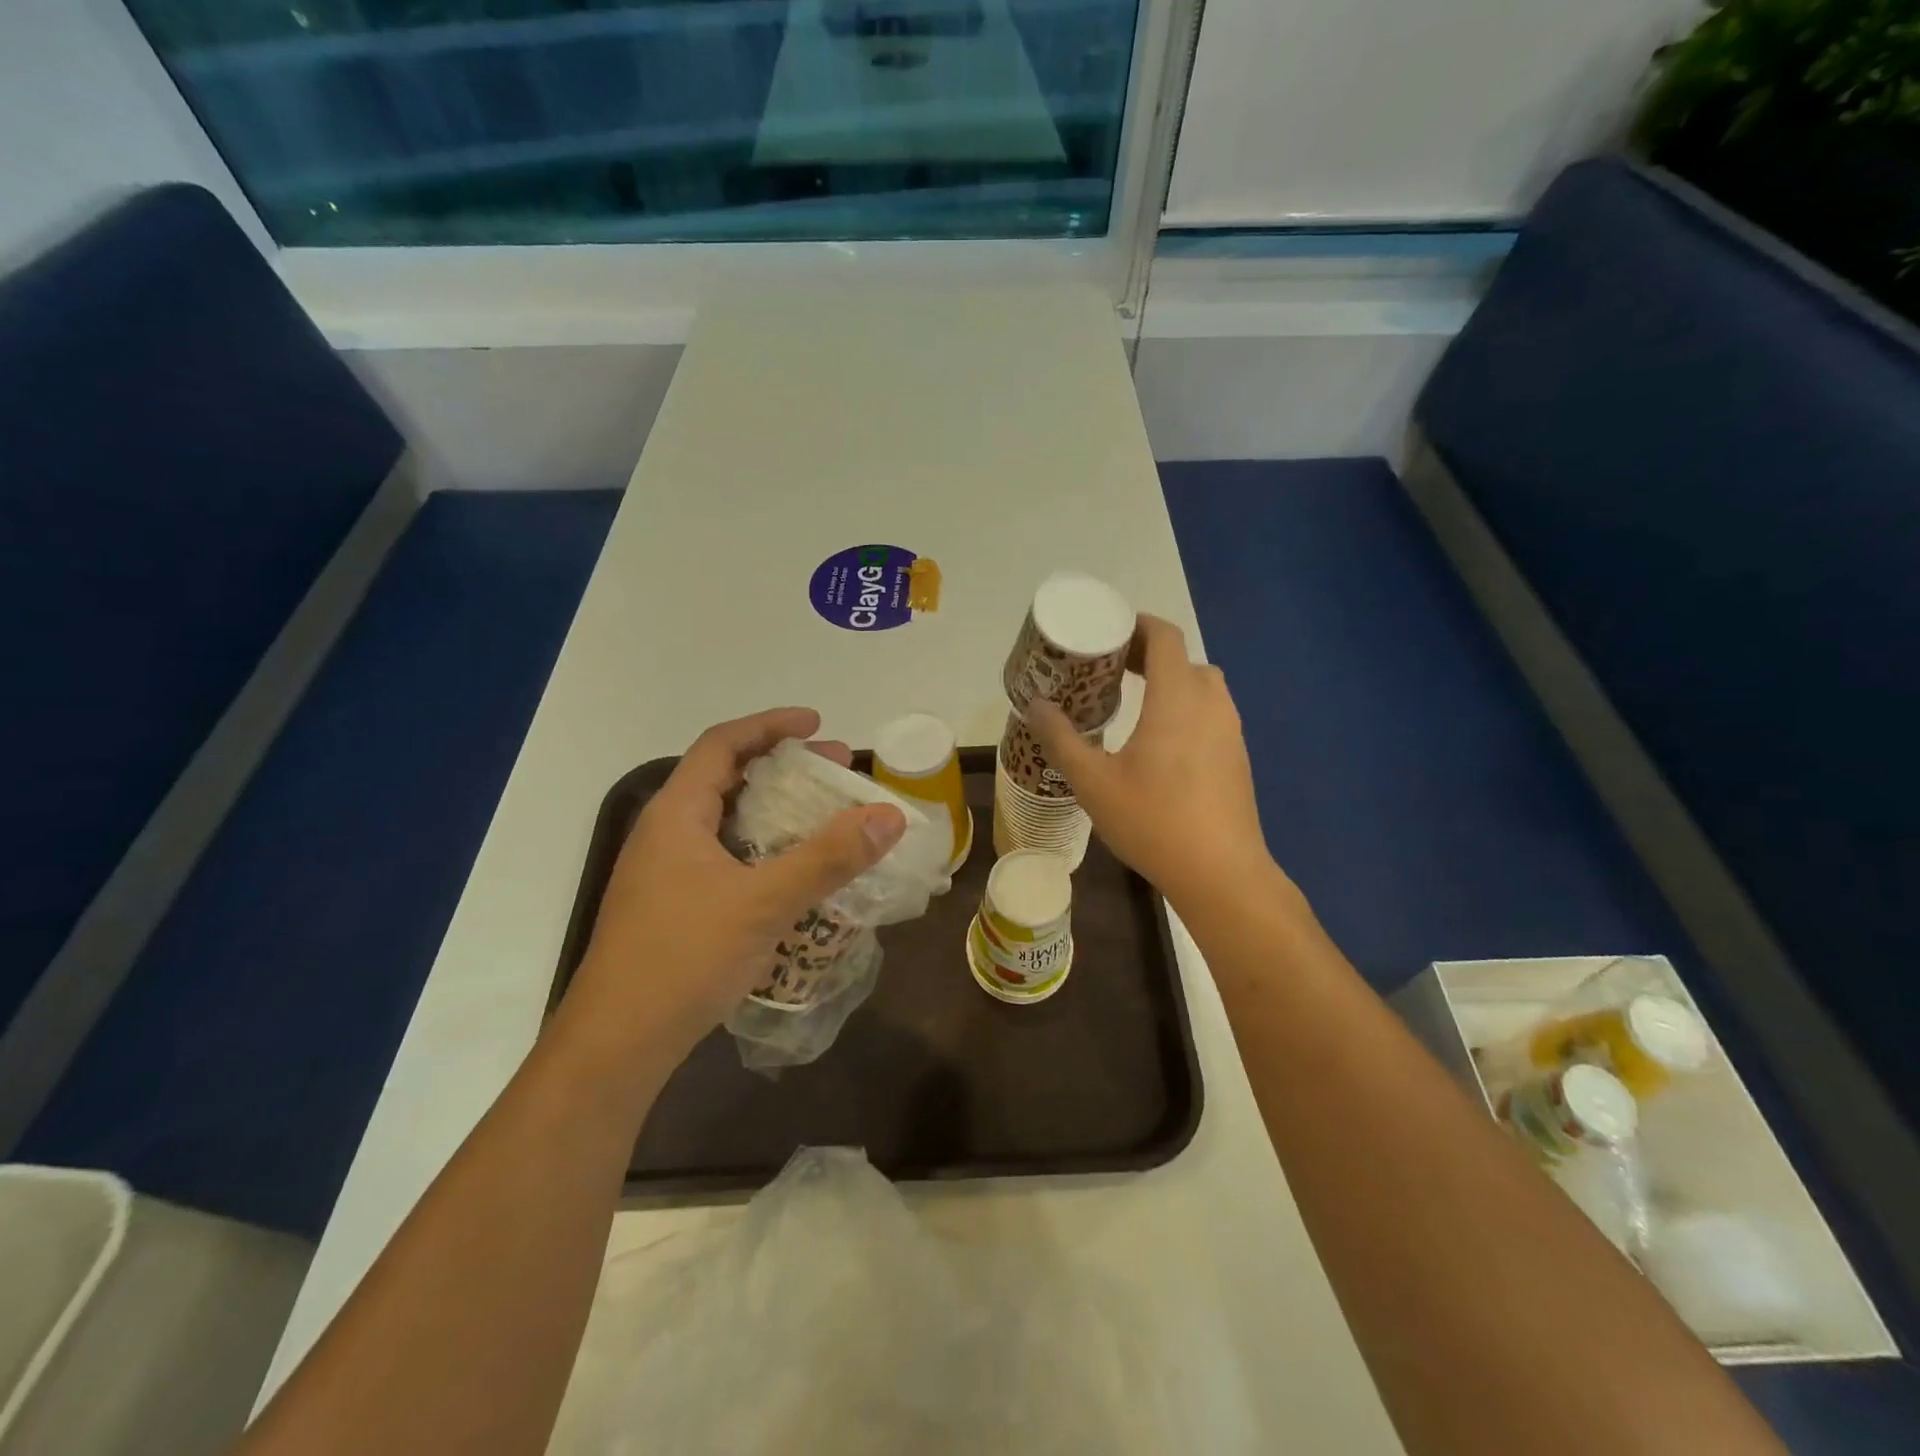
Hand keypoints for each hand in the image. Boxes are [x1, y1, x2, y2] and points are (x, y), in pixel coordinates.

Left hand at [565, 708, 905, 1064]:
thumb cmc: (684, 958)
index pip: (723, 744)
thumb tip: (890, 815)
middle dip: (782, 767)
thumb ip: (828, 857)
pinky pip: (723, 856)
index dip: (770, 726)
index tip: (817, 726)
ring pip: (725, 821)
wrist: (617, 1045)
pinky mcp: (671, 907)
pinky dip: (761, 848)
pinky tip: (790, 873)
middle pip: (725, 778)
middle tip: (834, 771)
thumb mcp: (764, 902)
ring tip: (821, 816)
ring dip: (773, 810)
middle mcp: (665, 834)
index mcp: (676, 814)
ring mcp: (664, 873)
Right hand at [1029, 615, 1276, 911]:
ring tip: (1132, 702)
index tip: (1106, 632)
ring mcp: (1231, 730)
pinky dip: (1184, 708)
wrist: (1221, 873)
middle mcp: (1211, 703)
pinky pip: (1210, 713)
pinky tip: (1159, 742)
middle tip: (1108, 669)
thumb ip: (1061, 739)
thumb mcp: (1093, 781)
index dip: (1136, 625)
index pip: (1165, 636)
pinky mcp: (1237, 756)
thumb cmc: (1153, 820)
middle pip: (1182, 658)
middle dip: (1147, 655)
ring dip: (1169, 682)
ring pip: (1200, 686)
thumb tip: (1036, 706)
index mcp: (1178, 697)